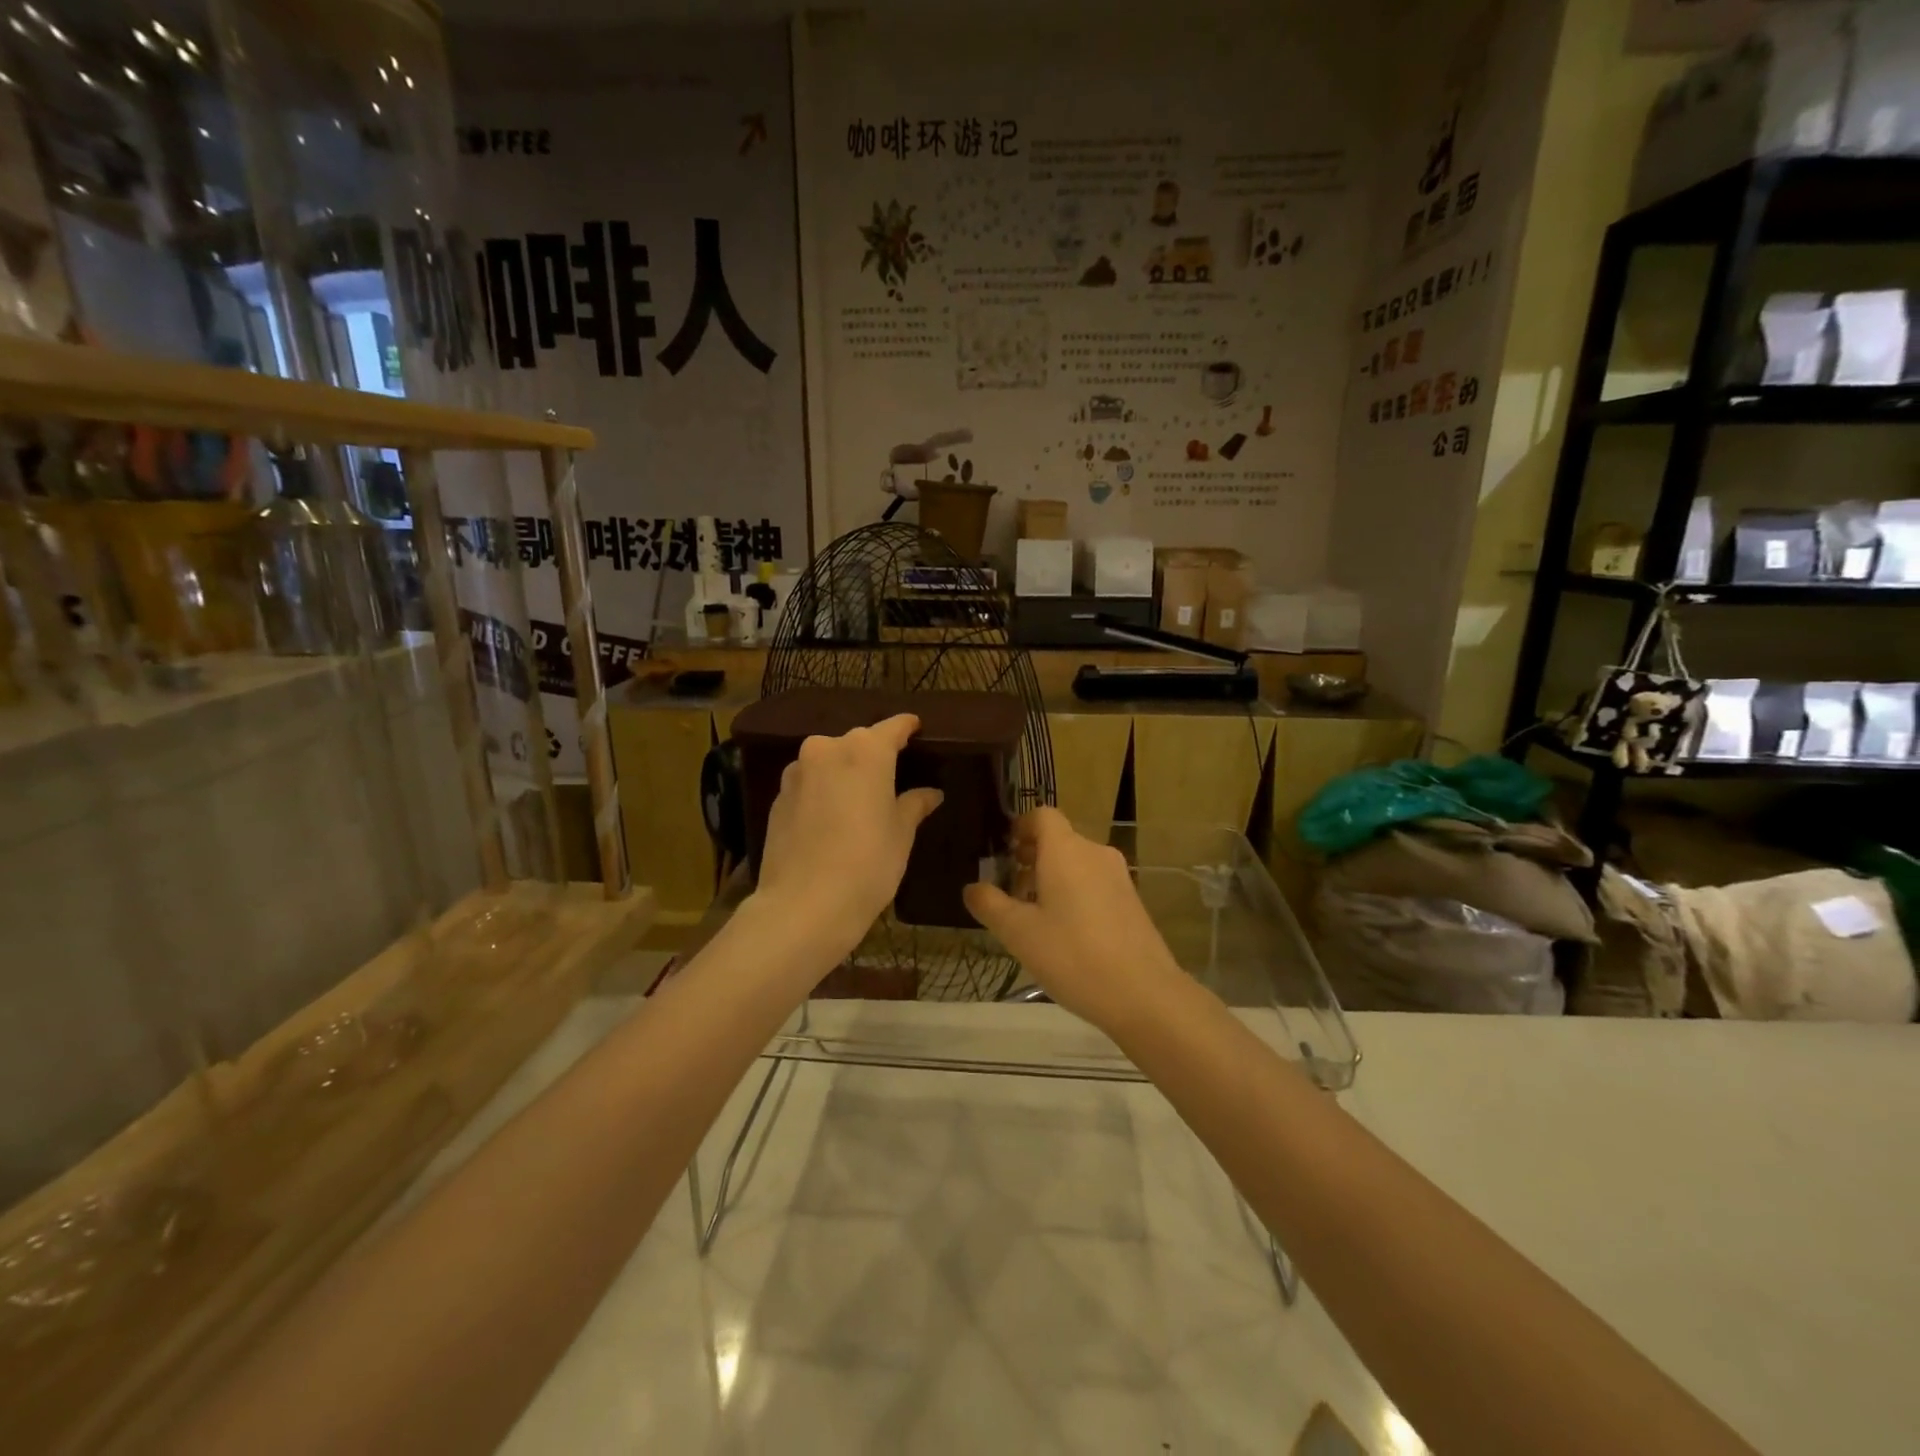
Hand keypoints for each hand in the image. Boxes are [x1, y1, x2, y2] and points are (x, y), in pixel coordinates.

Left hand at [752, 714, 942, 958]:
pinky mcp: (778, 797)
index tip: (917, 728)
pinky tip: (832, 819)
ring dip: (845, 773)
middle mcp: (827, 749)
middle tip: (893, 776)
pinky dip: (823, 791)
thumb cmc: (867, 864)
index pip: (893, 727)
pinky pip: (809, 783)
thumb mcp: (901, 835)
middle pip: (858, 743)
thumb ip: (914, 804)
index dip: (907, 727)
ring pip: (829, 761)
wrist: (803, 906)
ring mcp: (797, 772)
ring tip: (860, 799)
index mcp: (865, 751)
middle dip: (875, 755)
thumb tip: (930, 793)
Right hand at [964, 809, 1181, 1034]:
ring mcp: (1118, 876)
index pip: (1042, 816)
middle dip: (1031, 857)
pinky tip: (1065, 931)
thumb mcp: (1018, 933)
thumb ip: (990, 905)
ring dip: (1052, 877)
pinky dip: (1074, 891)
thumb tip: (972, 887)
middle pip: (1059, 839)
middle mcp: (1094, 853)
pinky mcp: (1132, 900)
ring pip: (1077, 862)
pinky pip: (1094, 881)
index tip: (1004, 851)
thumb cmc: (1073, 955)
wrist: (1143, 994)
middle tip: (1010, 890)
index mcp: (1066, 850)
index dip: (1020, 826)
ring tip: (1033, 915)